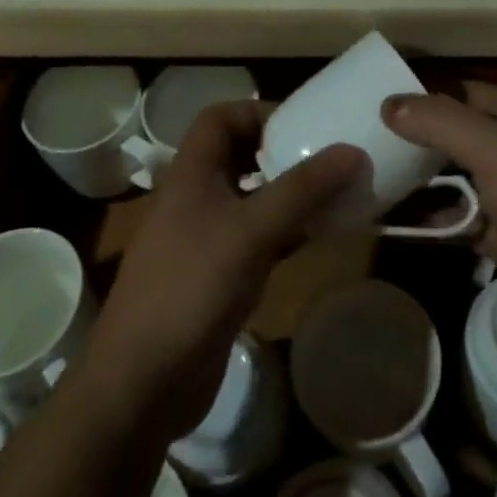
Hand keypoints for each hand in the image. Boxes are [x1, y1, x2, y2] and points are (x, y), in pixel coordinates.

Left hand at [81, 101, 364, 439]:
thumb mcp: (252, 231)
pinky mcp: (216, 277)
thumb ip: (303, 190)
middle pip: (238, 156)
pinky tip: (318, 238)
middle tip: (325, 159)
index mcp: (191, 174)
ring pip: (250, 199)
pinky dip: (285, 232)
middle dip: (280, 152)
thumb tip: (353, 151)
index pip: (220, 118)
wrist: (142, 384)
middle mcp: (195, 199)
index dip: (257, 112)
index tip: (301, 126)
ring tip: (333, 194)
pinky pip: (256, 239)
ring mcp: (204, 240)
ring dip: (287, 194)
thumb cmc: (192, 288)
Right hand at [383, 83, 496, 356]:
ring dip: (415, 183)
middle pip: (451, 137)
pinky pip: (457, 222)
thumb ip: (442, 122)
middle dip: (410, 141)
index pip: (457, 93)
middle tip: (355, 144)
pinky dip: (429, 222)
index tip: (369, 102)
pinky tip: (391, 225)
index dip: (418, 95)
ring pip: (451, 181)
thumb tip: (389, 103)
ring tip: (362, 183)